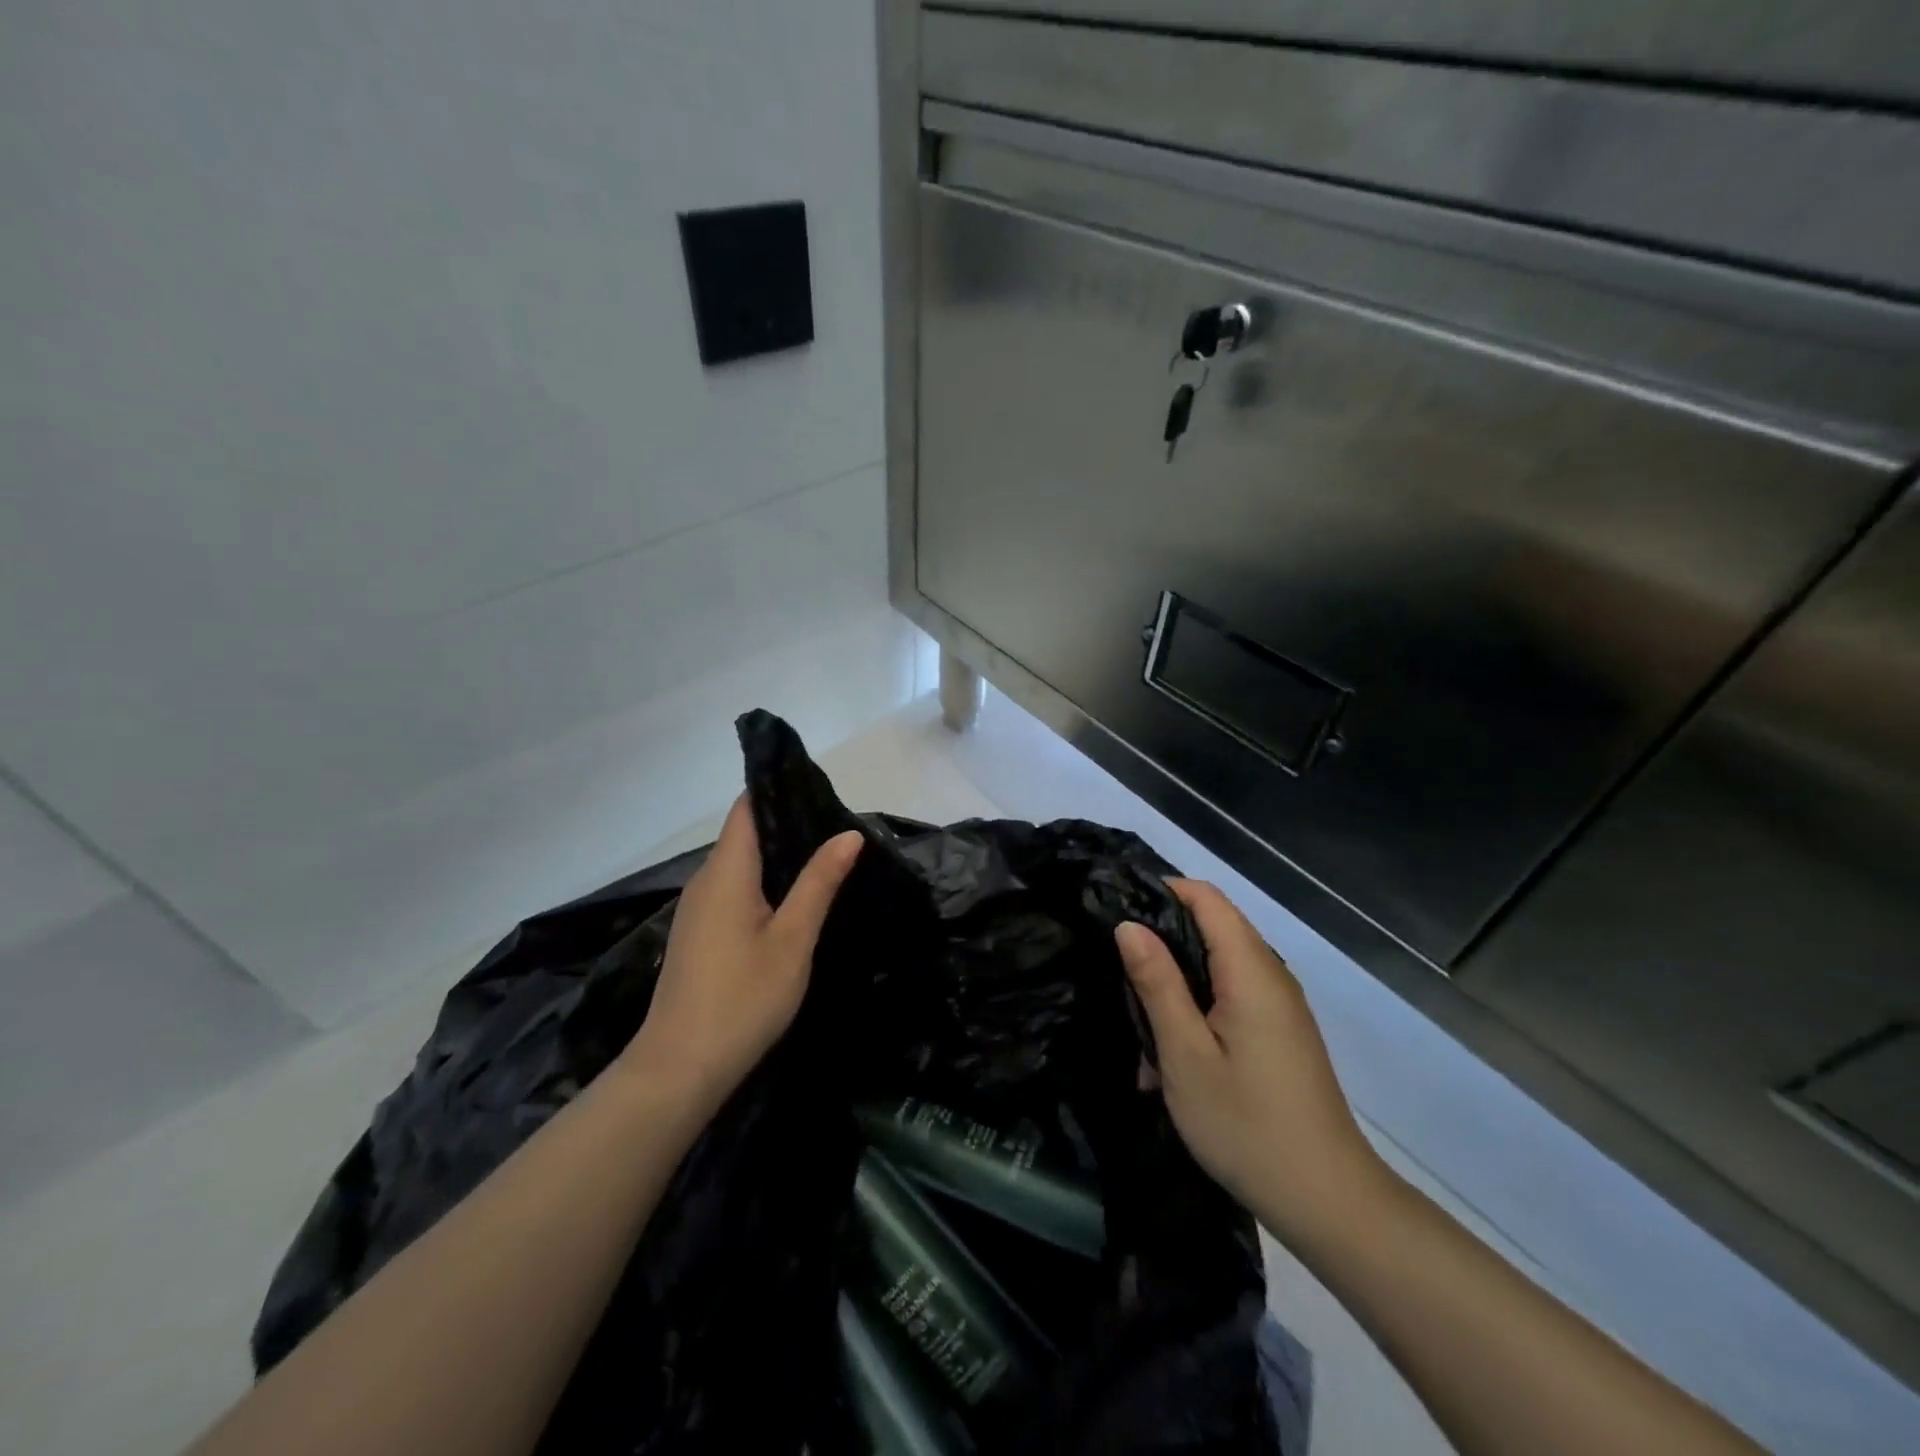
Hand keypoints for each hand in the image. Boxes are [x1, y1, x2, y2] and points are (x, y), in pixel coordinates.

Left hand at [624, 797, 861, 1117]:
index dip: (778, 790)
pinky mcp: (698, 934)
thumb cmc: (743, 998)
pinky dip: (762, 884)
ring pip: (739, 865)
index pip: (747, 808)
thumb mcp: (793, 939)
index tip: (819, 789)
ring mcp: (697, 910)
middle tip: (837, 827)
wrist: (680, 1069)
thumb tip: (848, 833)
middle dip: (787, 825)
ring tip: (824, 857)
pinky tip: (791, 900)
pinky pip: (732, 891)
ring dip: (776, 858)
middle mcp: (705, 881)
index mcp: (725, 872)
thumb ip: (819, 882)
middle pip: (744, 834)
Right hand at [1115, 879, 1385, 1243]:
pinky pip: (1229, 998)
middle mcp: (1270, 976)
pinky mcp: (1278, 1033)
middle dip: (1161, 944)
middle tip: (1117, 975)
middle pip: (1210, 928)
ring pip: (1215, 967)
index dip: (1161, 891)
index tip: (1115, 909)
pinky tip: (1169, 1059)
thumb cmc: (1247, 1125)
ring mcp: (1278, 1006)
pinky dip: (1195, 1013)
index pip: (1206, 897)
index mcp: (1251, 970)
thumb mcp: (1186, 1055)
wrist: (1328, 1202)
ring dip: (1174, 988)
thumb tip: (1128, 925)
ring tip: (1140, 1032)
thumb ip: (1157, 983)